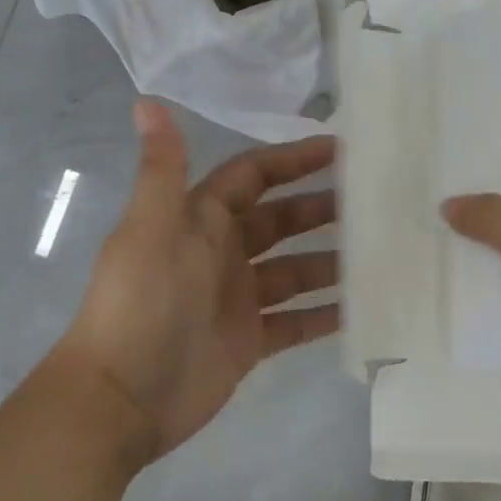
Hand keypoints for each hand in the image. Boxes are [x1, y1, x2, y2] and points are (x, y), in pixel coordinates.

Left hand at [57, 100, 338, 467]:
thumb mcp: (149, 230)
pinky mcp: (249, 342)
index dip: (292, 161)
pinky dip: (326, 314)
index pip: (252, 177)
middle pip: (280, 221)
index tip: (341, 150)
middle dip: (321, 209)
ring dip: (332, 261)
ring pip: (295, 270)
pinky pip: (297, 321)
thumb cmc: (138, 305)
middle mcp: (220, 254)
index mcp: (198, 221)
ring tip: (380, 253)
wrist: (120, 399)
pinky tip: (363, 307)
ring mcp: (237, 299)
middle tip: (374, 203)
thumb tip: (146, 101)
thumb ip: (161, 169)